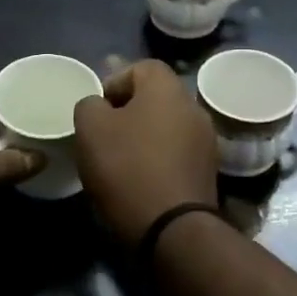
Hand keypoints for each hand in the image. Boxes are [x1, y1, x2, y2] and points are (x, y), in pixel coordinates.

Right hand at [73, 60, 219, 245]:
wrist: (172, 229)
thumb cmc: (127, 167)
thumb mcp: (90, 128)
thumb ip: (90, 104)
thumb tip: (100, 106)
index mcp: (167, 89)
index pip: (142, 67)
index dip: (115, 81)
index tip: (98, 109)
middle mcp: (193, 108)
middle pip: (156, 98)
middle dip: (128, 112)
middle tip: (104, 134)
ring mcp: (205, 142)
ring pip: (166, 126)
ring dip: (144, 137)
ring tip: (119, 161)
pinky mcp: (207, 172)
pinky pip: (176, 153)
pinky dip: (157, 159)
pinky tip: (139, 180)